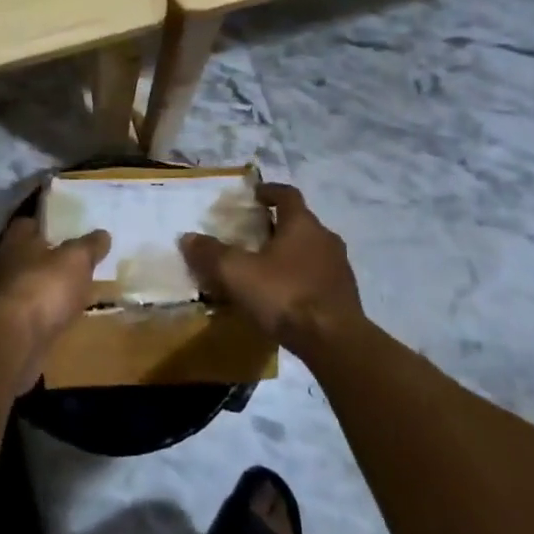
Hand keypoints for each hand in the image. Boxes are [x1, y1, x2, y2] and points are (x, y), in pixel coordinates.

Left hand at [0, 215, 110, 351]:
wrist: (17, 339)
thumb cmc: (45, 286)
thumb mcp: (77, 259)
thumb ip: (90, 245)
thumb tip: (103, 234)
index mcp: (16, 239)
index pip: (29, 222)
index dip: (49, 225)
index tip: (68, 229)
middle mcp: (3, 262)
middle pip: (28, 253)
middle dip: (48, 256)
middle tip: (75, 259)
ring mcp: (2, 294)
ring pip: (29, 281)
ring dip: (46, 284)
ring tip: (73, 288)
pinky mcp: (7, 322)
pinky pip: (31, 308)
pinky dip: (44, 309)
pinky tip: (63, 313)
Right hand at [181, 183, 363, 355]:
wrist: (335, 342)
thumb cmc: (285, 295)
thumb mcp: (237, 273)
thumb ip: (212, 254)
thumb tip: (188, 238)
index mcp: (302, 223)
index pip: (287, 194)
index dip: (269, 191)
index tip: (254, 195)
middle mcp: (325, 238)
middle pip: (300, 222)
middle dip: (277, 226)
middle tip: (253, 236)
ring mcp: (339, 267)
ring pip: (310, 250)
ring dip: (290, 254)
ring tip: (266, 269)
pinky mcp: (345, 295)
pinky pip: (318, 276)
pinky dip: (301, 278)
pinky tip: (285, 296)